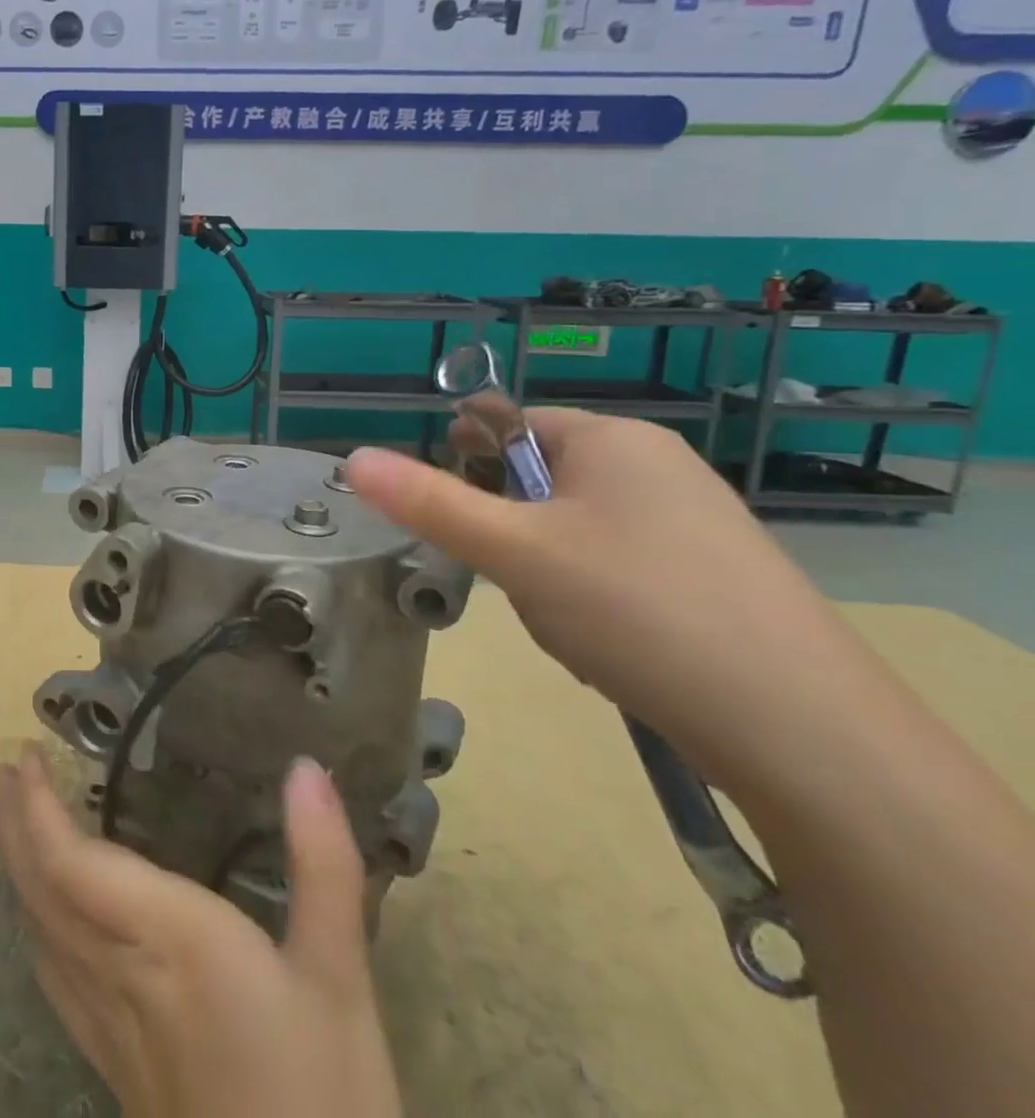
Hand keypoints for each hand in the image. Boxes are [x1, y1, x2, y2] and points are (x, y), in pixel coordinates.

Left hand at [0, 746, 402, 1117]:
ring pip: (40, 932)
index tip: (24, 756)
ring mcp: (110, 1027)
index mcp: (168, 942)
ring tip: (14, 821)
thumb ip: (323, 866)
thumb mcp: (340, 980)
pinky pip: (53, 977)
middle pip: (41, 891)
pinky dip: (36, 925)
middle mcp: (121, 975)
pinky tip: (43, 921)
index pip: (72, 864)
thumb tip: (306, 767)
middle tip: (4, 772)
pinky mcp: (115, 1067)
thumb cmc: (324, 1100)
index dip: (37, 808)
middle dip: (15, 826)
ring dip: (18, 867)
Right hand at [347, 411, 861, 791]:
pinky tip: (607, 642)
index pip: (510, 425)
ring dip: (546, 568)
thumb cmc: (636, 608)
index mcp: (613, 439)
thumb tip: (353, 460)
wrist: (800, 728)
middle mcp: (658, 465)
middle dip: (511, 531)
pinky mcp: (713, 572)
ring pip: (574, 528)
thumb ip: (429, 503)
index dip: (470, 466)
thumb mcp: (514, 551)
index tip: (459, 522)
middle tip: (512, 580)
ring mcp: (693, 519)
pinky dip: (592, 595)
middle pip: (541, 479)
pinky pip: (618, 564)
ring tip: (566, 621)